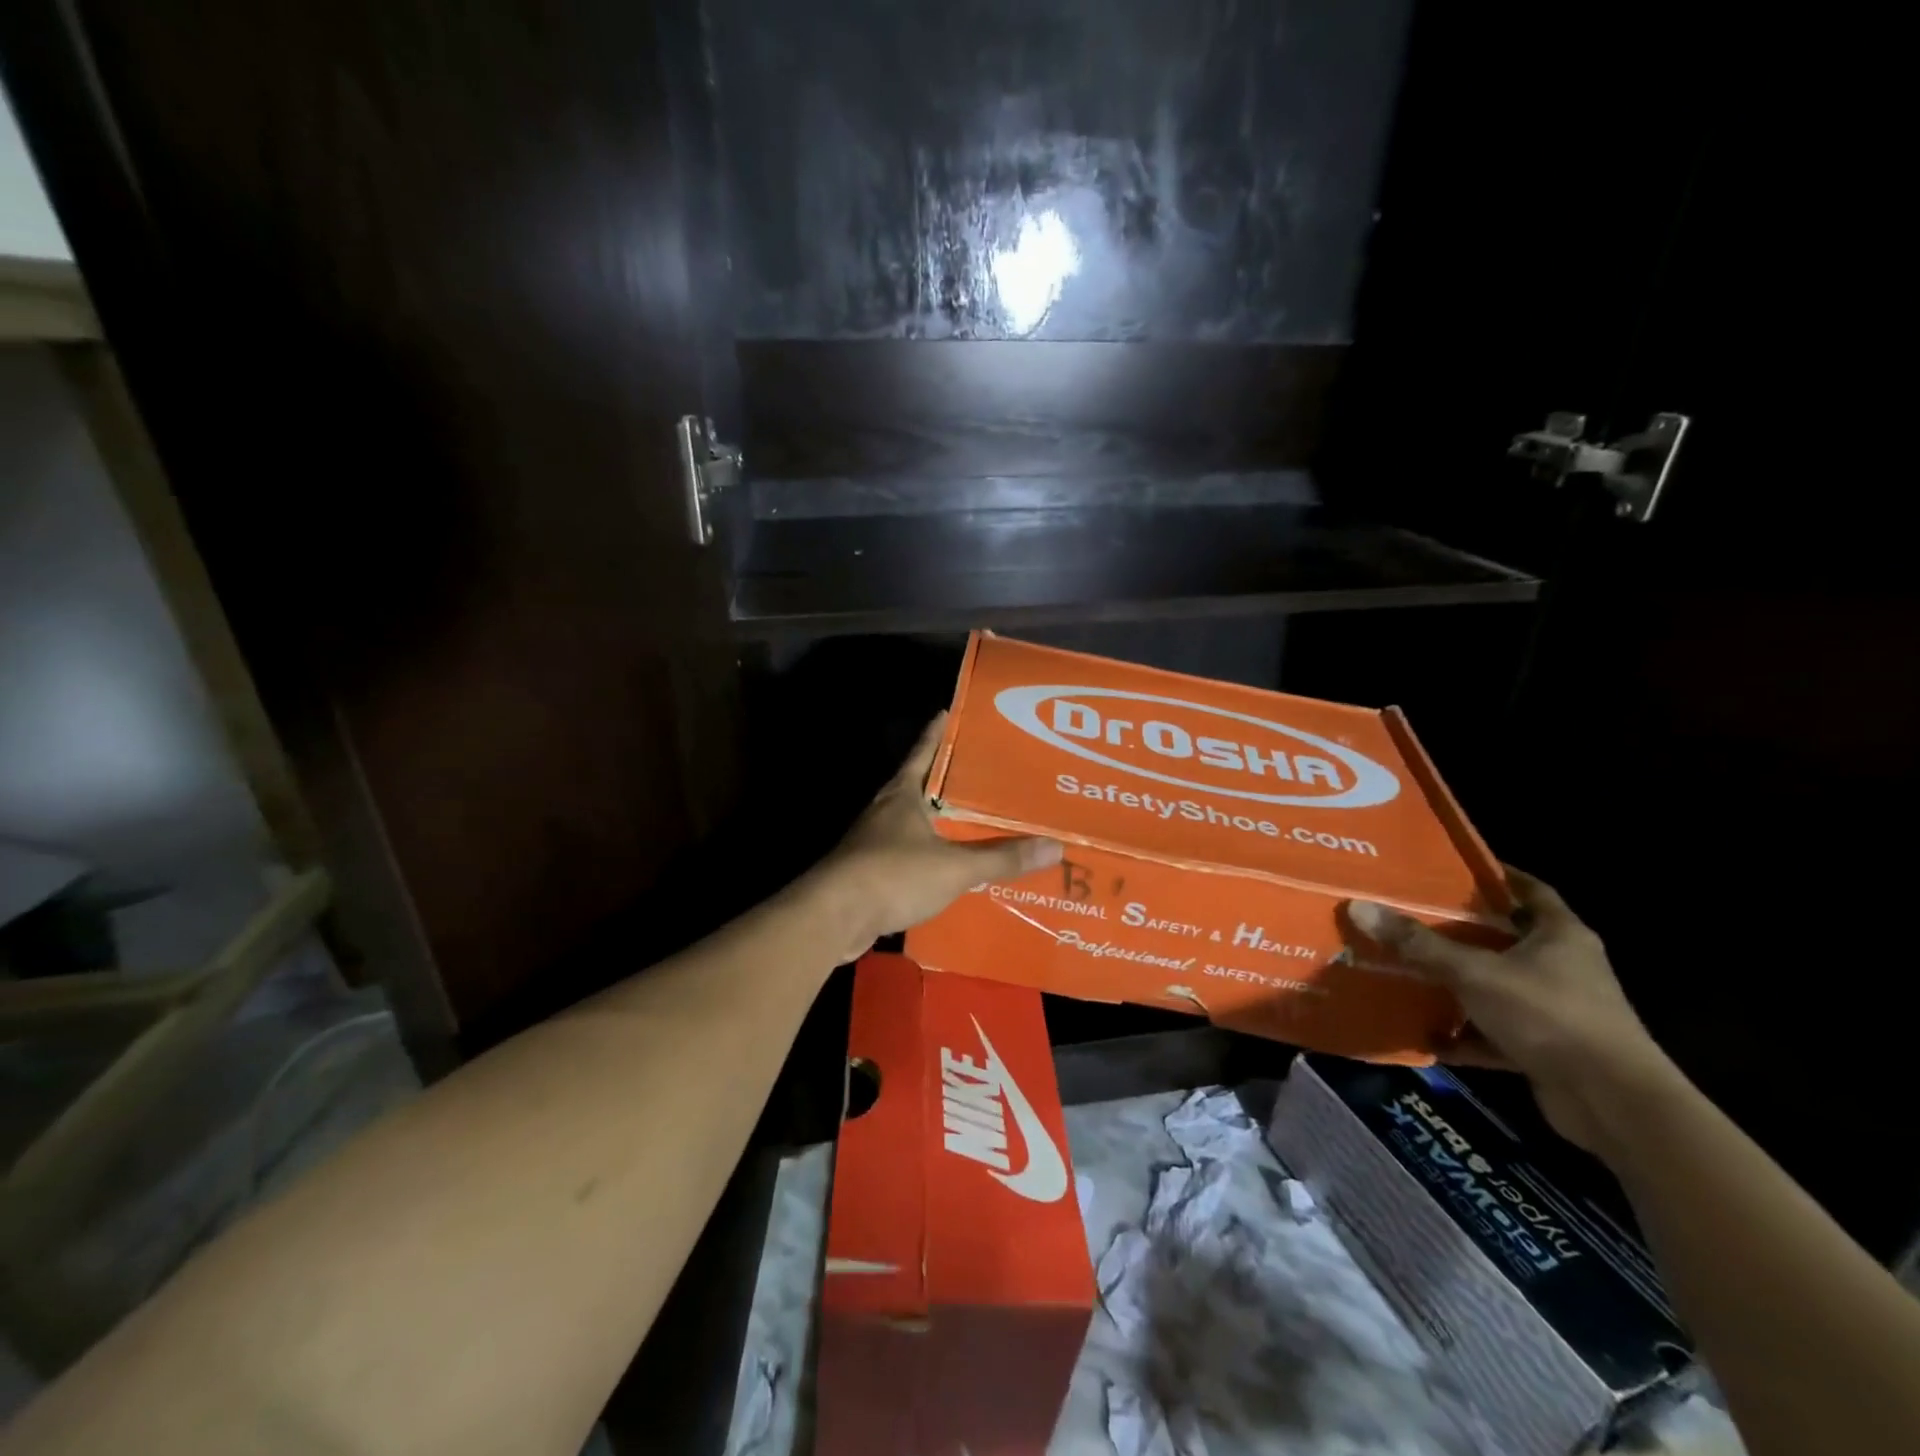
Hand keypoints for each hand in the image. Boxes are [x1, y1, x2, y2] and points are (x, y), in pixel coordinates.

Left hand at [812, 713, 1061, 963]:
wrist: (835, 916)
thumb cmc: (894, 875)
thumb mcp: (954, 866)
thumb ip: (1001, 858)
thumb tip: (1055, 847)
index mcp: (903, 794)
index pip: (924, 752)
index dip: (937, 732)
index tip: (948, 712)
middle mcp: (886, 810)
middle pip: (919, 785)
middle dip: (945, 778)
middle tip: (980, 772)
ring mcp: (874, 841)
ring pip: (913, 821)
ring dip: (937, 819)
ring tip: (970, 819)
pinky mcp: (870, 871)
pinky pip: (908, 854)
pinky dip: (929, 855)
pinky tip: (948, 866)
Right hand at [1348, 869, 1674, 1151]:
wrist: (1613, 1104)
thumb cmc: (1549, 1016)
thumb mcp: (1475, 973)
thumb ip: (1419, 945)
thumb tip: (1359, 906)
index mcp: (1560, 935)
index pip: (1528, 889)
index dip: (1493, 876)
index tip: (1450, 869)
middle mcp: (1563, 967)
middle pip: (1505, 938)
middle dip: (1460, 931)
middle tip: (1409, 916)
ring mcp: (1557, 1010)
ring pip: (1497, 986)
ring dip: (1458, 985)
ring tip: (1407, 972)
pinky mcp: (1548, 1049)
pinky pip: (1495, 1032)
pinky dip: (1464, 1036)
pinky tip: (1426, 1035)